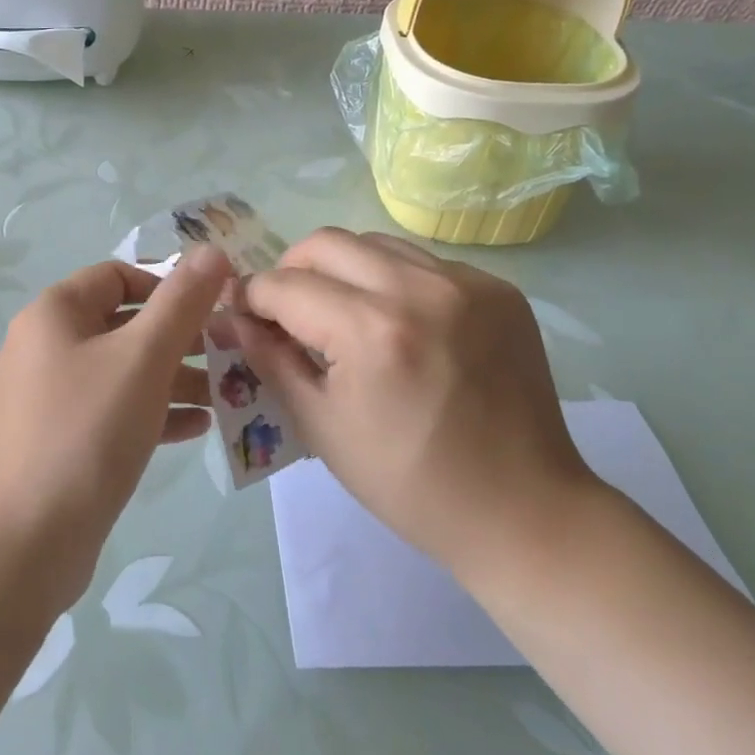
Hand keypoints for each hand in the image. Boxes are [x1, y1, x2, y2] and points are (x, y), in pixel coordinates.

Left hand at [0, 250, 232, 613]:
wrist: (25, 543)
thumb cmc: (86, 432)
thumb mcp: (142, 358)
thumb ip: (181, 301)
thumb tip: (213, 250)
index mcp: (56, 313)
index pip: (119, 275)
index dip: (169, 285)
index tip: (215, 310)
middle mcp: (48, 346)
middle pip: (125, 322)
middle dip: (180, 336)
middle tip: (230, 353)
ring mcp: (53, 395)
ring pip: (125, 369)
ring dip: (174, 376)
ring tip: (226, 393)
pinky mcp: (64, 438)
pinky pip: (116, 409)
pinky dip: (155, 411)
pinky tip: (198, 427)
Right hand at [238, 230, 597, 588]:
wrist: (524, 511)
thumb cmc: (409, 483)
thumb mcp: (321, 426)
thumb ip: (269, 359)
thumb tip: (230, 318)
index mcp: (371, 331)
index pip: (284, 285)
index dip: (252, 298)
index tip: (243, 316)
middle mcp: (419, 289)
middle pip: (325, 243)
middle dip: (292, 271)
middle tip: (290, 313)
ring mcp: (467, 282)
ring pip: (375, 243)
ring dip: (343, 270)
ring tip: (344, 315)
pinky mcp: (498, 288)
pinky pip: (422, 262)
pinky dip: (394, 281)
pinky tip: (401, 325)